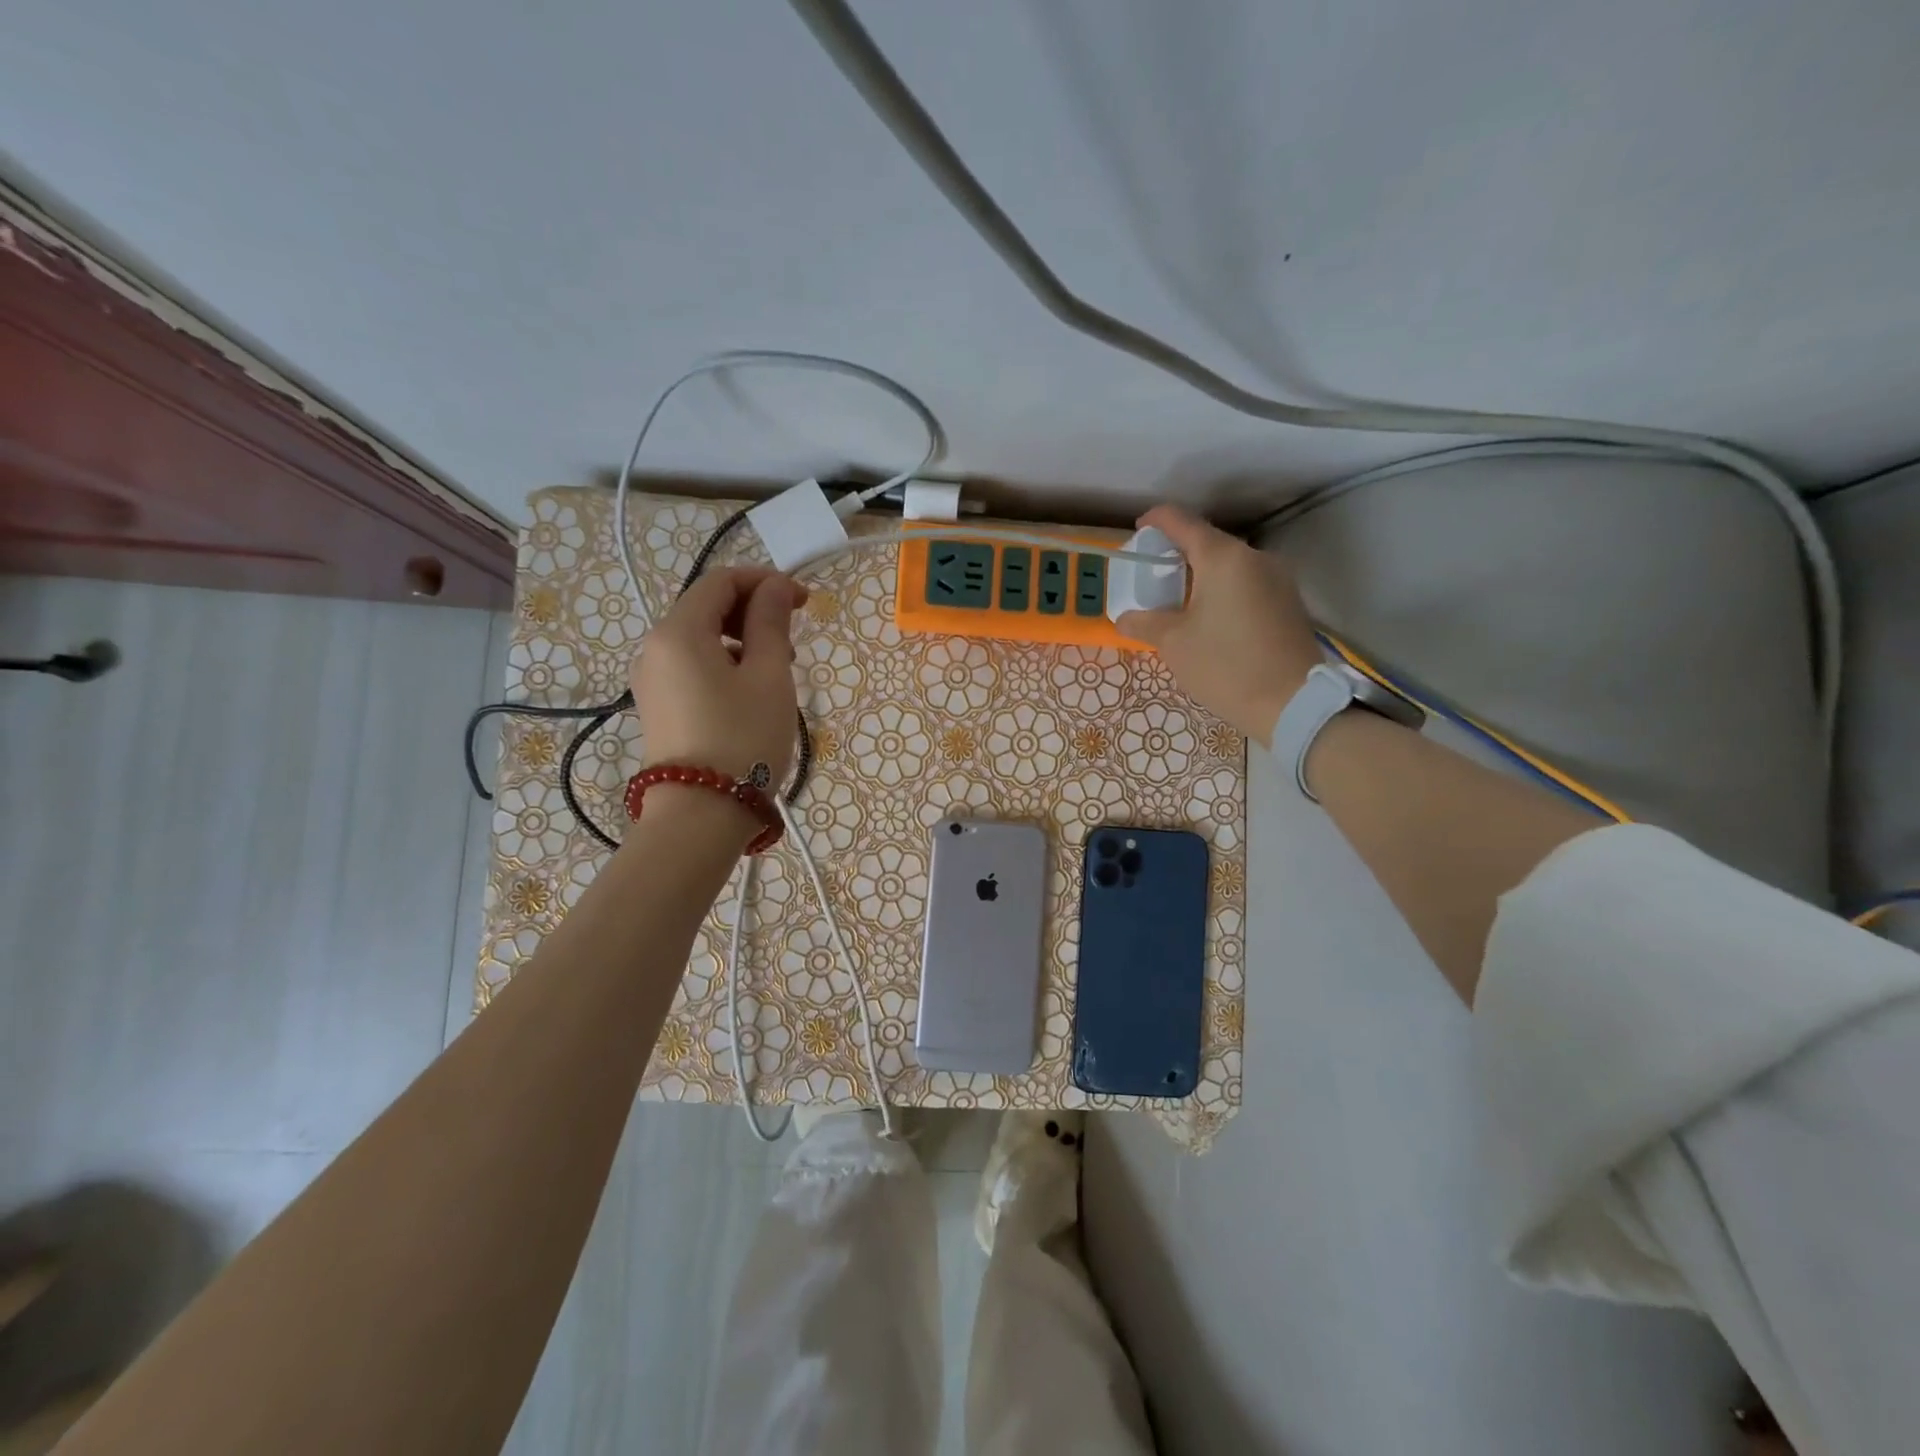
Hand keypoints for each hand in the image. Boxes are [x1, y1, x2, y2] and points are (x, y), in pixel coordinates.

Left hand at [631, 566, 806, 783]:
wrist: (701, 814)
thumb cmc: (744, 738)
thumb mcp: (769, 676)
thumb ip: (771, 623)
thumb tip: (776, 588)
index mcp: (678, 631)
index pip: (721, 582)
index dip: (765, 582)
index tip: (804, 601)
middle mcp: (654, 647)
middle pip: (707, 607)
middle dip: (754, 612)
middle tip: (794, 642)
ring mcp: (651, 679)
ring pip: (701, 638)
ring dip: (742, 640)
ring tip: (778, 670)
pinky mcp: (658, 705)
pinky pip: (693, 666)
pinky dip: (725, 663)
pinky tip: (752, 691)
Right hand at [1116, 504, 1321, 746]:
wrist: (1291, 703)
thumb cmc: (1225, 666)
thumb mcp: (1174, 644)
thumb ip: (1145, 623)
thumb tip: (1125, 618)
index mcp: (1223, 558)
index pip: (1183, 522)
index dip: (1157, 520)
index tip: (1139, 528)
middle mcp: (1254, 558)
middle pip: (1209, 543)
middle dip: (1179, 553)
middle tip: (1154, 575)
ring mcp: (1278, 579)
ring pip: (1230, 565)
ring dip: (1202, 575)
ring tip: (1179, 600)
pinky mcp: (1289, 603)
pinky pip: (1248, 584)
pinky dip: (1224, 591)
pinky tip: (1210, 618)